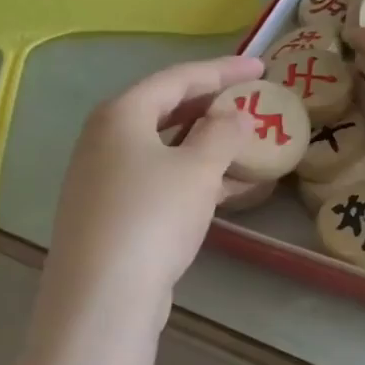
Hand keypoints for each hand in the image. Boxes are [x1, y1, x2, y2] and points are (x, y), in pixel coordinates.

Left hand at [46, 54, 262, 310]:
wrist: (103, 297)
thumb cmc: (153, 216)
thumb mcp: (199, 168)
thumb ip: (223, 133)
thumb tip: (235, 116)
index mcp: (122, 114)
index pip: (179, 78)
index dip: (223, 70)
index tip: (261, 68)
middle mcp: (105, 139)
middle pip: (167, 109)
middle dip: (213, 106)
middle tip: (251, 101)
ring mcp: (104, 178)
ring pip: (165, 148)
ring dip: (207, 144)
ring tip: (248, 144)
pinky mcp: (111, 213)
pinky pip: (160, 179)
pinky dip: (194, 176)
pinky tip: (229, 189)